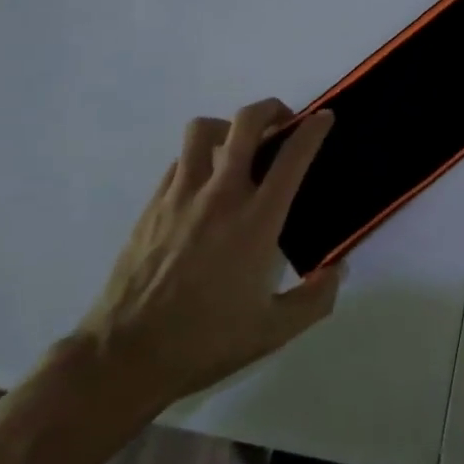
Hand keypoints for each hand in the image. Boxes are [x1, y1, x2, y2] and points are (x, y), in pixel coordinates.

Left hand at [75, 100, 341, 415]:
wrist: (126, 354)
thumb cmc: (204, 342)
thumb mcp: (272, 331)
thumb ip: (314, 300)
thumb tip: (337, 270)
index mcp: (257, 221)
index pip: (292, 157)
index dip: (313, 130)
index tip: (324, 118)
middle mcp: (221, 194)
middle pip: (246, 122)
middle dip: (271, 109)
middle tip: (283, 122)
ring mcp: (182, 194)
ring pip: (204, 129)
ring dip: (228, 127)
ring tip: (238, 147)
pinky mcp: (154, 203)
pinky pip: (180, 159)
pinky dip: (199, 157)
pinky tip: (204, 182)